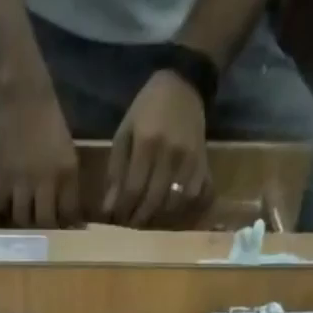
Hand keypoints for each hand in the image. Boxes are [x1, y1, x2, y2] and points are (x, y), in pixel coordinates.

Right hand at [0, 85, 80, 228]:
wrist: (24, 94)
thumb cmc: (49, 121)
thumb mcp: (67, 153)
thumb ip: (68, 183)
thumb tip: (70, 215)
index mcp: (67, 172)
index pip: (69, 214)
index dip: (67, 226)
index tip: (64, 230)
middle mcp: (46, 179)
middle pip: (45, 222)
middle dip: (44, 230)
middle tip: (42, 231)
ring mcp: (22, 178)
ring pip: (21, 218)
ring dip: (22, 223)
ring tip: (22, 221)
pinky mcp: (2, 174)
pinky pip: (1, 204)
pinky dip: (2, 210)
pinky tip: (4, 208)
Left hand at [104, 70, 212, 227]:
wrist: (184, 86)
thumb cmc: (147, 110)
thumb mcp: (125, 132)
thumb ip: (116, 170)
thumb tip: (108, 208)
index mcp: (147, 142)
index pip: (133, 188)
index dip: (123, 210)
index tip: (116, 221)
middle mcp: (170, 153)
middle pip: (153, 200)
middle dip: (139, 218)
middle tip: (130, 226)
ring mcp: (189, 160)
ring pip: (173, 203)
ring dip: (158, 217)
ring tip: (147, 219)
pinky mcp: (203, 163)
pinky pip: (192, 197)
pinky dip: (179, 209)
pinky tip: (168, 209)